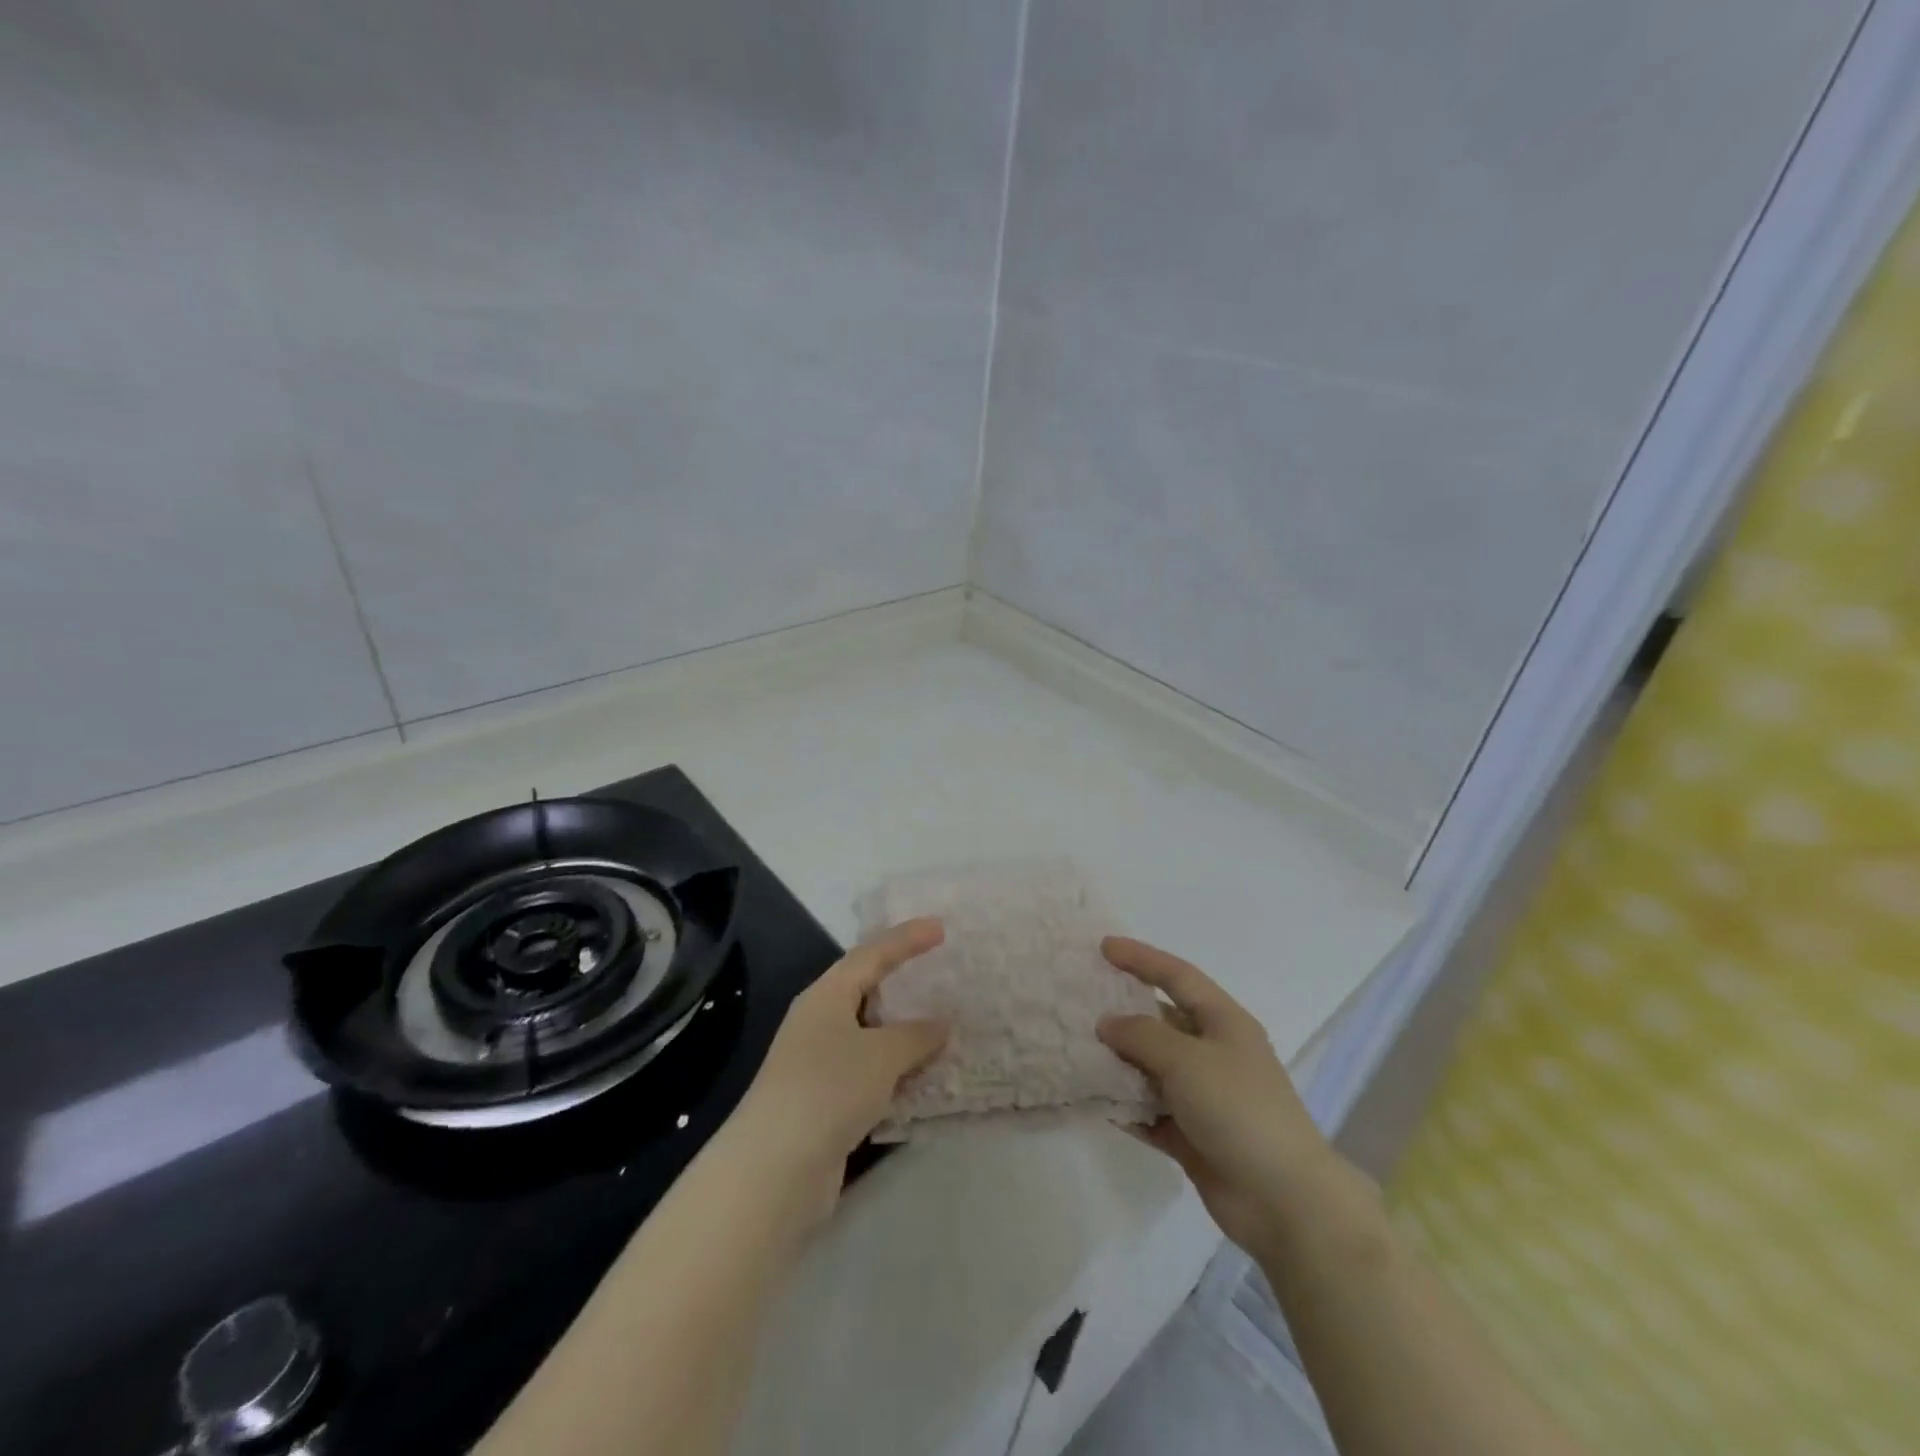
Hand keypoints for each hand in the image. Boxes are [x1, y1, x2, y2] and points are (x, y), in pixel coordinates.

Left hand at [723, 918, 950, 1236]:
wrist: (773, 1170)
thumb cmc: (828, 1089)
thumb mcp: (881, 1054)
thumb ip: (916, 1035)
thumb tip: (942, 1023)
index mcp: (826, 996)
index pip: (872, 955)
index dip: (906, 939)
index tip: (940, 928)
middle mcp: (819, 1022)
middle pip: (867, 991)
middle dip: (904, 983)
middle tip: (941, 974)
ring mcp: (820, 1064)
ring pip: (871, 1035)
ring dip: (905, 1033)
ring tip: (944, 1026)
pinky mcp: (826, 1102)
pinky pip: (871, 1073)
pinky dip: (897, 1071)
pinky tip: (924, 1078)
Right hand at [1097, 937, 1349, 1258]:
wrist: (1283, 1200)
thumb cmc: (1238, 1109)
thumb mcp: (1186, 1059)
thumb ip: (1142, 1035)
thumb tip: (1108, 1023)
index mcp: (1223, 1022)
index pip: (1177, 976)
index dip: (1141, 958)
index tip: (1104, 948)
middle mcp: (1214, 1053)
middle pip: (1161, 1021)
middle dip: (1123, 1012)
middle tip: (1081, 1003)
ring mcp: (1204, 1096)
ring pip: (1152, 1068)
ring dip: (1120, 1062)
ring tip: (1077, 1051)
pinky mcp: (1193, 1135)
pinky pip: (1151, 1110)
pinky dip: (1127, 1106)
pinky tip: (1096, 1101)